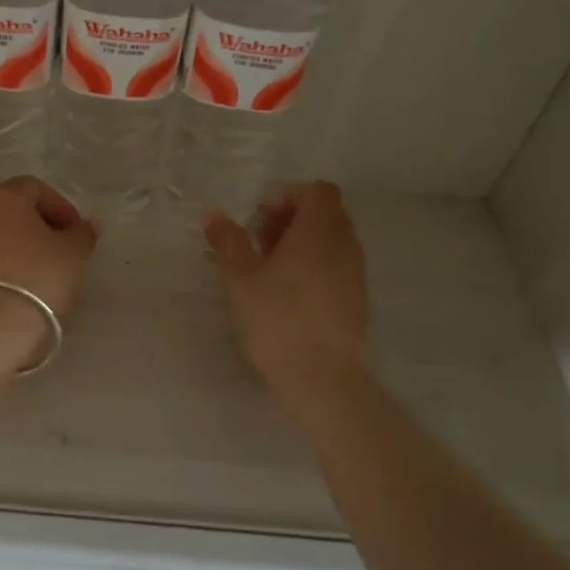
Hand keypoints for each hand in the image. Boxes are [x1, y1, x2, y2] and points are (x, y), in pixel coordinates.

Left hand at [0, 177, 98, 367]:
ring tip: (15, 280)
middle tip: (46, 256)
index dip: (58, 208)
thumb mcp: (72, 258)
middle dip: (25, 227)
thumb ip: (81, 235)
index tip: (73, 234)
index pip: (34, 189)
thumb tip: (87, 224)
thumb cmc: (34, 283)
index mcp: (1, 197)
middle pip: (0, 210)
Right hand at [203, 182, 367, 390]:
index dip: (289, 196)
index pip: (319, 191)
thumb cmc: (277, 319)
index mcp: (319, 232)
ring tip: (270, 269)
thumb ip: (228, 241)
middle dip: (292, 219)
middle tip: (260, 242)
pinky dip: (315, 266)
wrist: (322, 378)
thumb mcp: (241, 278)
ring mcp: (355, 274)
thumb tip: (212, 213)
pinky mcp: (356, 300)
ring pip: (332, 241)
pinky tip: (289, 293)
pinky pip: (337, 266)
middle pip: (326, 214)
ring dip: (303, 244)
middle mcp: (344, 246)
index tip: (261, 219)